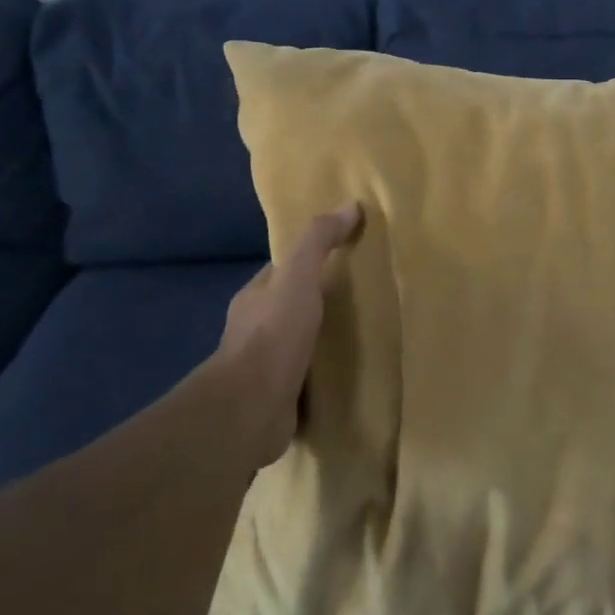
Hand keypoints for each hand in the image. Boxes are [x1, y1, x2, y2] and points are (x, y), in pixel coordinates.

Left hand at [214, 203, 362, 465]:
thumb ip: (319, 242)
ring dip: (322, 341)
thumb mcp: (299, 277)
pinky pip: (306, 378)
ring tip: (362, 336)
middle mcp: (255, 329)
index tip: (344, 257)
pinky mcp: (278, 397)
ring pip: (299, 344)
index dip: (311, 261)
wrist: (251, 409)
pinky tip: (350, 373)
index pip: (284, 271)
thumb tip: (350, 205)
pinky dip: (324, 374)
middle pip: (292, 306)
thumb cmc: (274, 335)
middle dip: (320, 303)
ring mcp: (264, 366)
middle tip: (363, 298)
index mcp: (255, 297)